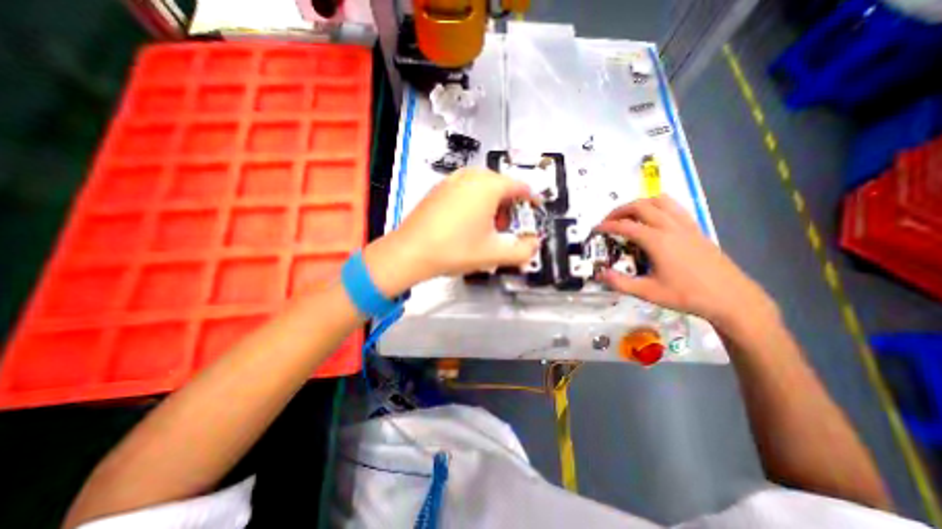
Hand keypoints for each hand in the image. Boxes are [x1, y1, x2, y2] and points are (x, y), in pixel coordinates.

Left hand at [364, 167, 536, 295]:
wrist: (411, 252)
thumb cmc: (455, 250)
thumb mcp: (494, 254)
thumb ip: (522, 251)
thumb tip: (534, 245)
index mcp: (488, 186)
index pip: (519, 186)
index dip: (530, 198)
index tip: (533, 210)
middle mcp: (470, 177)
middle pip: (500, 184)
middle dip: (508, 204)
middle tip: (505, 226)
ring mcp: (451, 181)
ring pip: (481, 186)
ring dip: (491, 203)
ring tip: (485, 226)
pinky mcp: (437, 189)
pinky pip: (464, 188)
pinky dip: (473, 201)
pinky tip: (465, 222)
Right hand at [595, 197, 779, 332]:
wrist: (732, 298)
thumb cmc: (687, 295)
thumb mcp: (648, 292)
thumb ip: (620, 282)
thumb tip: (599, 273)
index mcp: (657, 241)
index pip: (625, 226)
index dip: (607, 226)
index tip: (595, 229)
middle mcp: (670, 227)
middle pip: (641, 206)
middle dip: (620, 210)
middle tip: (608, 221)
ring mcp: (686, 225)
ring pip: (660, 201)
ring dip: (640, 203)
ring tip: (629, 215)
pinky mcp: (696, 228)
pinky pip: (674, 207)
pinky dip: (658, 206)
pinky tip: (654, 218)